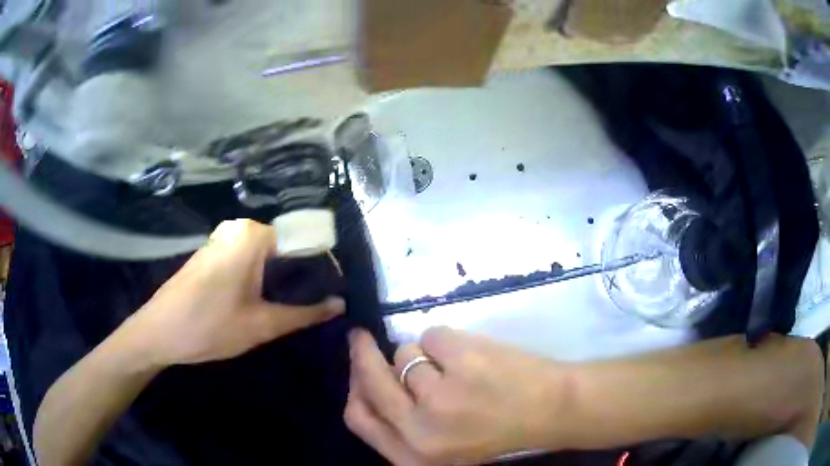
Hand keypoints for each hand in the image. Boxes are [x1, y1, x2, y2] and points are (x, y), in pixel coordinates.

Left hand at [121, 219, 344, 366]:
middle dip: (302, 275)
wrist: (158, 332)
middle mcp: (238, 228)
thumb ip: (304, 313)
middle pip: (284, 246)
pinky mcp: (212, 252)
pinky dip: (261, 276)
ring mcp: (222, 239)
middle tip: (314, 306)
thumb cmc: (209, 327)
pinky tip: (261, 301)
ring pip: (266, 254)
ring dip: (281, 278)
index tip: (333, 293)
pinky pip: (247, 258)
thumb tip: (339, 305)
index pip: (302, 241)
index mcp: (252, 236)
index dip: (322, 267)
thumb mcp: (261, 325)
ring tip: (292, 307)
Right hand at [345, 327, 572, 464]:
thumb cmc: (497, 430)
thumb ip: (403, 423)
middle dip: (362, 354)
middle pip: (370, 380)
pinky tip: (476, 357)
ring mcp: (440, 396)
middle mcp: (419, 432)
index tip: (356, 369)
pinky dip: (448, 341)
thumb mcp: (440, 445)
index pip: (359, 418)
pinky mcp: (461, 362)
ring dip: (425, 354)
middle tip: (362, 338)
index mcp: (412, 456)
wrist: (552, 410)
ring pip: (404, 353)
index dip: (354, 388)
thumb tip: (368, 378)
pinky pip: (432, 335)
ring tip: (460, 368)